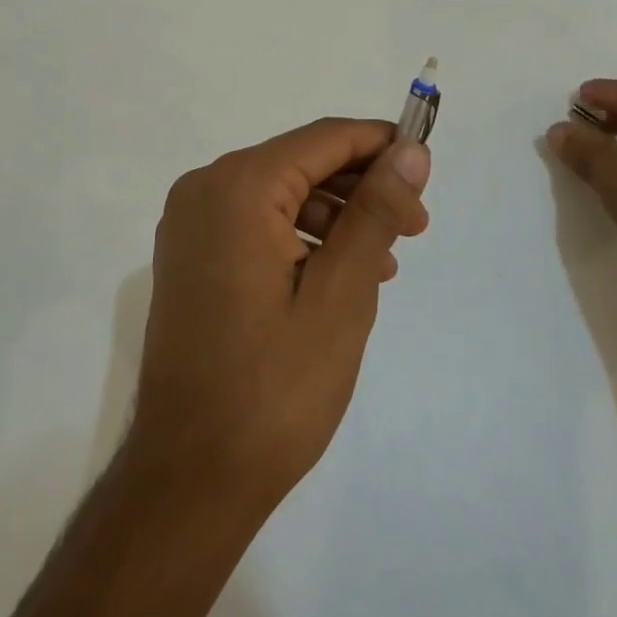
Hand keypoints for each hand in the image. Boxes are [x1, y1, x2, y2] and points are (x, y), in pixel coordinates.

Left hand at [128, 118, 431, 514]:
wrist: (190, 477)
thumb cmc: (274, 387)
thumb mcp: (342, 294)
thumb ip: (376, 212)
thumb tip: (411, 150)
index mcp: (236, 187)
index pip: (323, 138)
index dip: (380, 144)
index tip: (426, 168)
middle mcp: (204, 190)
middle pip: (300, 163)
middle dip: (361, 187)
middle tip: (414, 229)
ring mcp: (190, 225)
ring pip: (280, 194)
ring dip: (335, 217)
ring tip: (382, 264)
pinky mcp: (189, 257)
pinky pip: (255, 224)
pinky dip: (301, 238)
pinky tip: (337, 276)